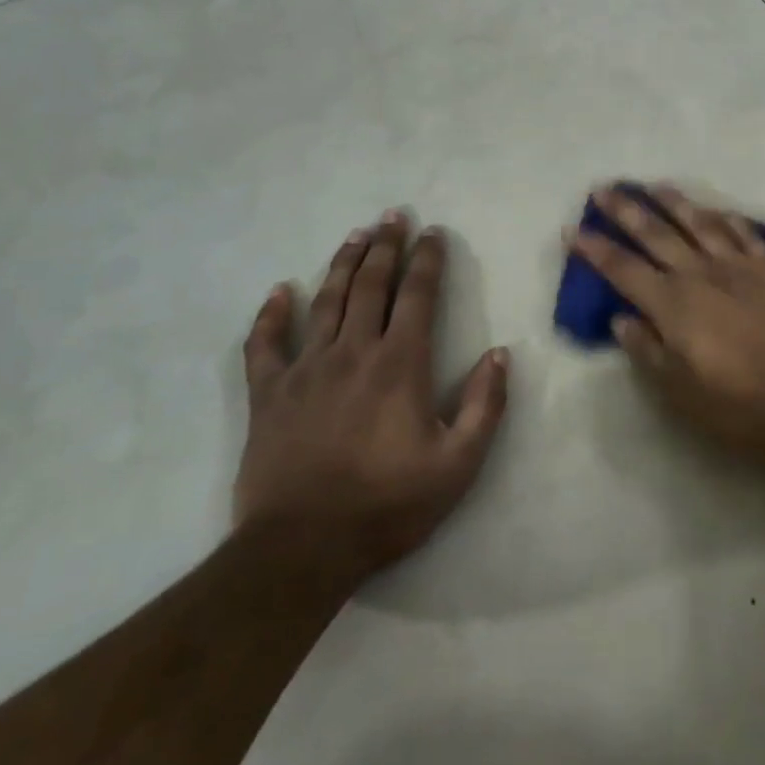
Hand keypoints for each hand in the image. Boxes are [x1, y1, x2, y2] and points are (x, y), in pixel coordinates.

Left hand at [236, 213, 508, 575]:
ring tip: (356, 235)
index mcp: (401, 364)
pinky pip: (265, 344)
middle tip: (393, 215)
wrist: (302, 549)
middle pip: (371, 285)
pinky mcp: (269, 394)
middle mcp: (354, 352)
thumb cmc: (388, 504)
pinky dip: (271, 314)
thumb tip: (500, 354)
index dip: (428, 260)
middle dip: (386, 246)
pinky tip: (281, 291)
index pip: (418, 296)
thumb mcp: (459, 463)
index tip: (434, 233)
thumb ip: (486, 405)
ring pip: (326, 301)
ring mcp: (306, 369)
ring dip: (343, 264)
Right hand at [570, 184, 764, 460]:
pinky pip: (745, 234)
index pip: (624, 270)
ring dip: (673, 202)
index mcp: (675, 305)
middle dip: (626, 210)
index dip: (595, 250)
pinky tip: (718, 211)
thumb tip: (621, 319)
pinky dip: (727, 219)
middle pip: (657, 234)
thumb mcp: (683, 395)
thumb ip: (649, 352)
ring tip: (653, 185)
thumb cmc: (744, 406)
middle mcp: (703, 275)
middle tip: (603, 188)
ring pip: (700, 223)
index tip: (571, 230)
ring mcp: (741, 268)